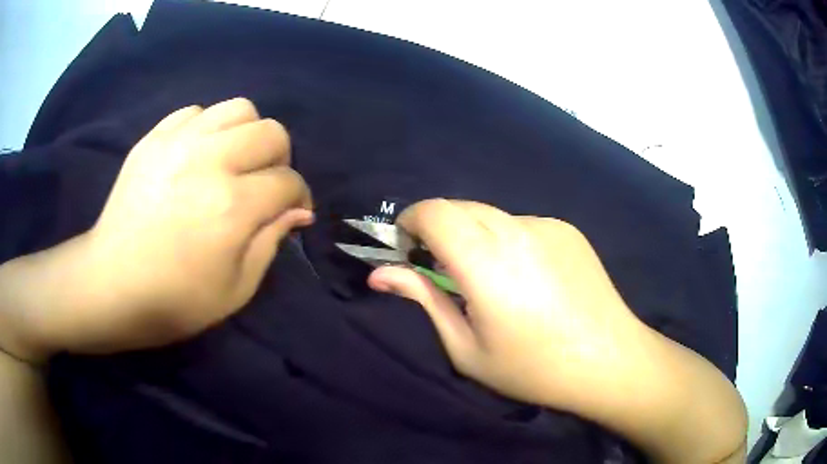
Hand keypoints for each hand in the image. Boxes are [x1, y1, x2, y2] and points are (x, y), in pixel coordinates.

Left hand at [1, 98, 312, 358]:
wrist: (110, 284)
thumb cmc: (173, 300)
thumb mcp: (234, 290)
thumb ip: (269, 243)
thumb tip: (296, 211)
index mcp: (232, 206)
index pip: (288, 182)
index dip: (298, 197)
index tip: (290, 212)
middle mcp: (210, 161)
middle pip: (271, 132)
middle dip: (279, 159)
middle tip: (262, 185)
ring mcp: (178, 143)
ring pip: (238, 109)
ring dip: (246, 134)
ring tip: (232, 161)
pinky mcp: (153, 139)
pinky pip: (195, 112)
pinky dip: (206, 129)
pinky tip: (196, 156)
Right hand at [368, 199, 640, 408]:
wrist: (609, 360)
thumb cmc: (533, 368)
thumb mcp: (467, 349)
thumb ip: (423, 301)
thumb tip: (380, 274)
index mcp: (487, 264)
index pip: (435, 212)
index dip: (411, 221)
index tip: (405, 247)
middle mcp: (517, 231)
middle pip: (460, 207)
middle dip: (438, 228)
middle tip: (440, 268)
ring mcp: (548, 225)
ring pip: (492, 215)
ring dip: (474, 236)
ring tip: (490, 279)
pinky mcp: (568, 229)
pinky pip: (522, 224)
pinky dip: (507, 241)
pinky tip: (527, 278)